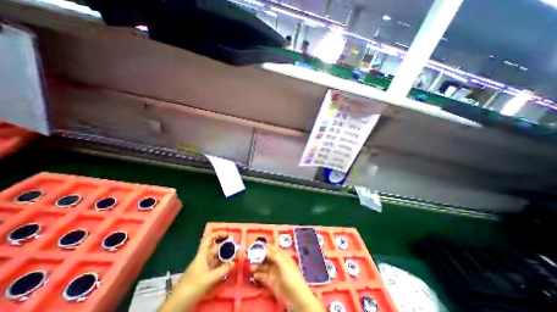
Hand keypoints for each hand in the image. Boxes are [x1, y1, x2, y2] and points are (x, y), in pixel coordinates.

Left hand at [181, 232, 234, 292]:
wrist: (178, 305)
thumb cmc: (192, 287)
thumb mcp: (209, 278)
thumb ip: (223, 270)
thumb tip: (234, 262)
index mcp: (202, 255)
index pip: (209, 239)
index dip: (218, 234)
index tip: (228, 235)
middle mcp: (204, 258)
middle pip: (216, 248)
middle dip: (226, 247)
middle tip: (236, 248)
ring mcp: (205, 267)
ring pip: (217, 258)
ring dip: (226, 256)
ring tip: (235, 257)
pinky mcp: (206, 275)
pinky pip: (216, 266)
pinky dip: (223, 265)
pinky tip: (229, 267)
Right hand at [250, 245, 324, 310]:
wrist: (295, 297)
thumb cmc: (291, 277)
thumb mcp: (283, 264)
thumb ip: (274, 256)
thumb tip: (265, 249)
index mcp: (283, 257)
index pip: (273, 250)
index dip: (266, 247)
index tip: (257, 244)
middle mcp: (278, 263)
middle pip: (268, 258)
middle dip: (260, 257)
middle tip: (251, 256)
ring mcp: (274, 273)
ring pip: (264, 267)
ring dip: (258, 266)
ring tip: (251, 267)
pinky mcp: (271, 283)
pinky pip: (263, 277)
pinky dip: (259, 275)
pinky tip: (254, 275)